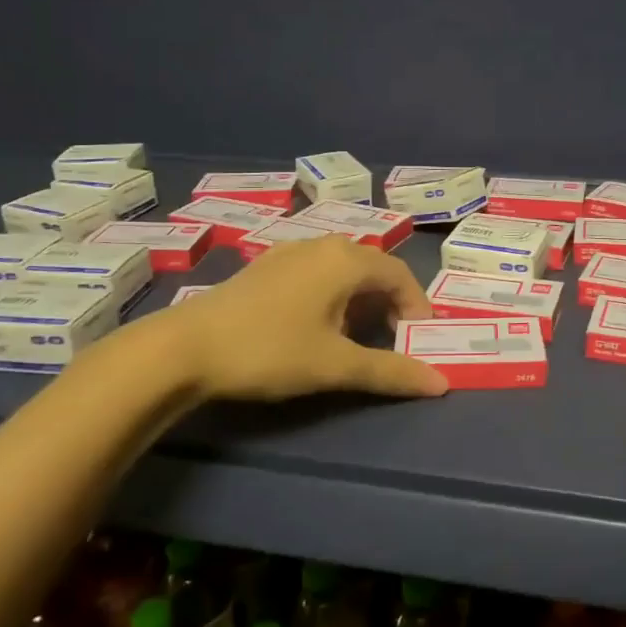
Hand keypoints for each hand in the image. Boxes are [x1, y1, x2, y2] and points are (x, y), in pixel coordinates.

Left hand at [152, 236, 447, 399]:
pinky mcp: (266, 265)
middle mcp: (322, 244)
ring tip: (357, 337)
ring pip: (344, 269)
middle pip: (373, 268)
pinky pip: (317, 272)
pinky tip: (317, 325)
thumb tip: (441, 382)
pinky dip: (333, 294)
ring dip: (362, 300)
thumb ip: (391, 371)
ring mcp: (290, 251)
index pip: (400, 275)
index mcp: (346, 259)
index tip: (419, 341)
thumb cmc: (270, 351)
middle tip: (393, 341)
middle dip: (390, 304)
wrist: (184, 348)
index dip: (417, 307)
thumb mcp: (335, 365)